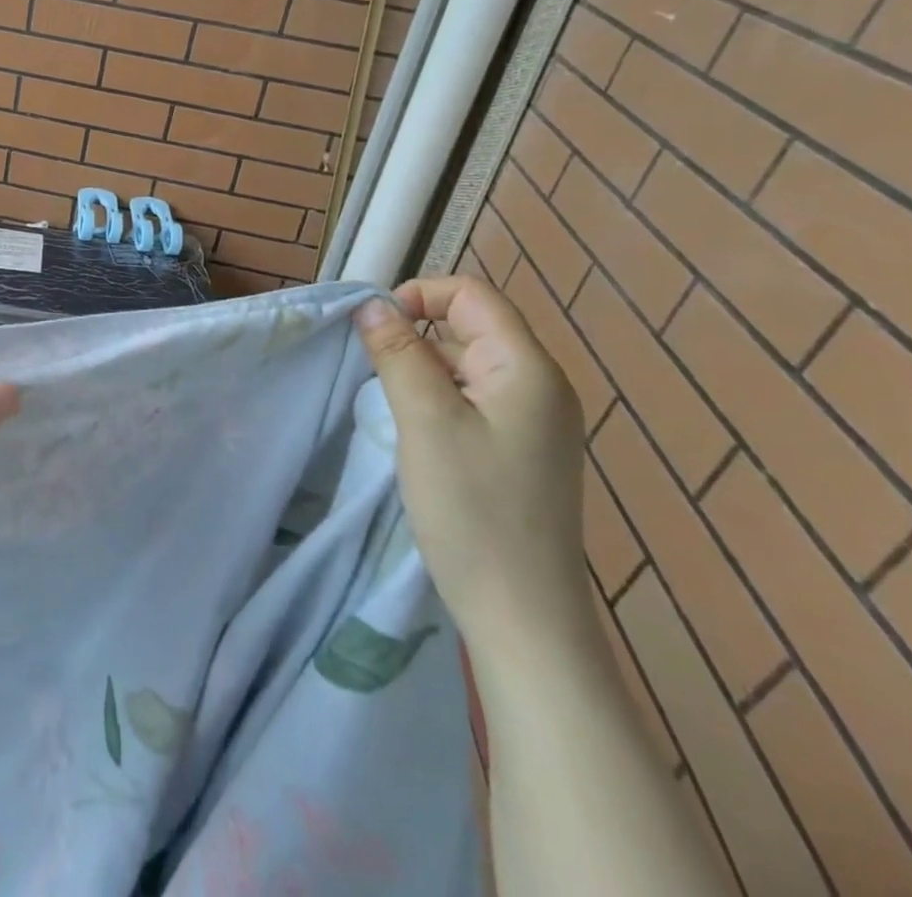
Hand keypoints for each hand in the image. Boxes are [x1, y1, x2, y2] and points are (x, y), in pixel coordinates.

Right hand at [353, 276, 594, 667]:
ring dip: (421, 369)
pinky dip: (436, 398)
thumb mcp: (425, 420)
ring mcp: (533, 421)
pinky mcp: (519, 450)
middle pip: (469, 327)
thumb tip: (372, 304)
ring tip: (389, 405)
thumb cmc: (473, 509)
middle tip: (372, 372)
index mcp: (527, 368)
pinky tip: (413, 430)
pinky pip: (471, 399)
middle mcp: (539, 385)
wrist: (523, 616)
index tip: (374, 329)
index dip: (419, 296)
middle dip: (414, 335)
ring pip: (465, 365)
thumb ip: (398, 354)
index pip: (471, 295)